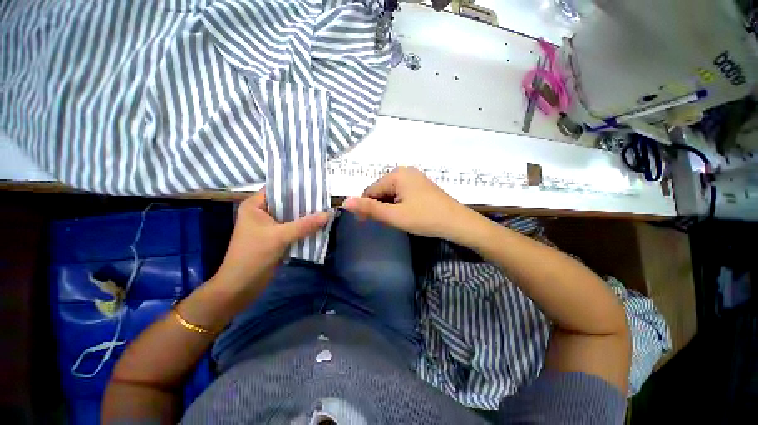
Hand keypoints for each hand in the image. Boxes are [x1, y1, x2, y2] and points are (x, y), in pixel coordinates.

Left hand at [213, 188, 330, 292]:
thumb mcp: (280, 237)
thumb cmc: (254, 256)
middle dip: (305, 203)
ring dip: (306, 216)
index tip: (315, 186)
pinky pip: (293, 228)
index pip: (277, 189)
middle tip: (324, 198)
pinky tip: (319, 224)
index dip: (295, 187)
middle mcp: (262, 213)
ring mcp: (269, 226)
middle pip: (286, 203)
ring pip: (291, 216)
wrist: (241, 285)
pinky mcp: (276, 237)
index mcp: (255, 206)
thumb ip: (305, 225)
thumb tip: (328, 214)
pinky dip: (304, 227)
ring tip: (326, 209)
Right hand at [342, 167, 479, 241]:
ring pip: (391, 193)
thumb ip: (370, 208)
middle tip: (385, 223)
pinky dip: (398, 204)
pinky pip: (401, 193)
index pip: (370, 190)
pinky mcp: (421, 185)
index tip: (365, 223)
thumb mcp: (395, 215)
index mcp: (397, 174)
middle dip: (378, 206)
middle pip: (381, 190)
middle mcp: (405, 171)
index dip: (365, 207)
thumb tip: (345, 201)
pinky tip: (405, 214)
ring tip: (396, 220)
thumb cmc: (425, 218)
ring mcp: (415, 177)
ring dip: (388, 206)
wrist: (458, 223)